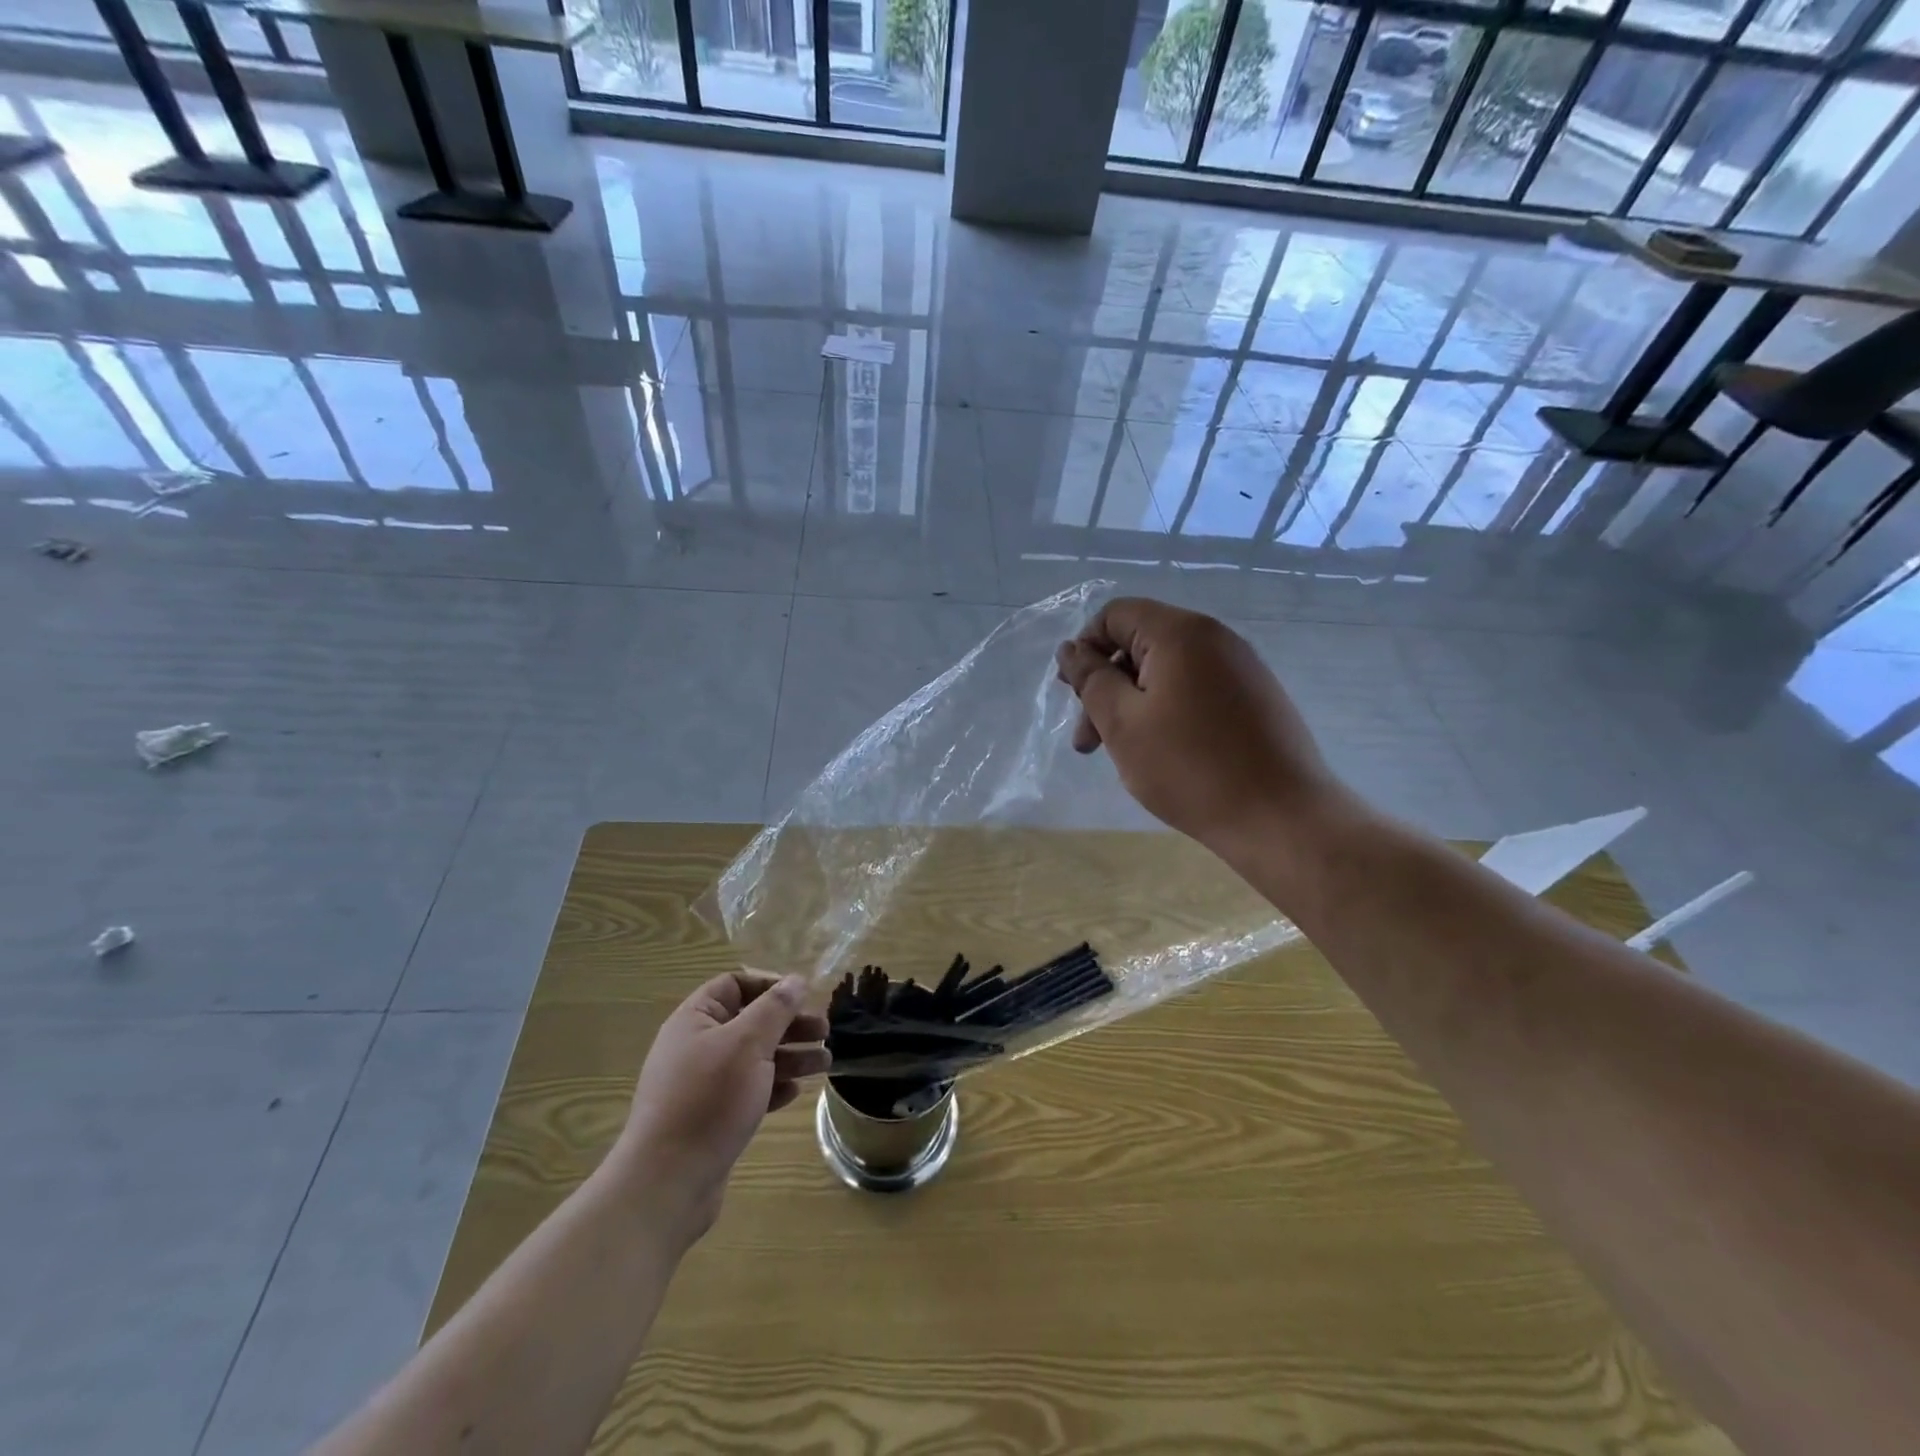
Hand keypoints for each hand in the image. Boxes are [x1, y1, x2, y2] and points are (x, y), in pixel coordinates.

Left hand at [613, 972, 829, 1241]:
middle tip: (825, 1032)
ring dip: (790, 1056)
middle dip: (789, 1025)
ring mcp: (701, 1085)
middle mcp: (695, 1046)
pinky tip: (795, 1093)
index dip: (770, 985)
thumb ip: (775, 1009)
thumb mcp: (748, 1044)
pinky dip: (772, 1087)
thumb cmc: (708, 1100)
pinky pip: (747, 1091)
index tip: (804, 997)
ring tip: (825, 1063)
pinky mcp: (710, 1118)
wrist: (667, 1184)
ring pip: (753, 1058)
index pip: (734, 984)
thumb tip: (796, 980)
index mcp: (695, 1020)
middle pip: (750, 1022)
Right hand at [1055, 598, 1357, 859]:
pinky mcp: (1256, 698)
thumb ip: (1090, 679)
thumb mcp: (1123, 722)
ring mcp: (1242, 668)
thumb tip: (1070, 649)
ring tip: (1122, 756)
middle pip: (1140, 644)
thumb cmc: (1189, 767)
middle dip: (1106, 687)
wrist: (1281, 818)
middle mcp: (1216, 638)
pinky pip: (1196, 690)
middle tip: (1088, 743)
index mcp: (1181, 633)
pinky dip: (1167, 713)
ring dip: (1133, 705)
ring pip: (1167, 672)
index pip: (1115, 615)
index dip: (1085, 649)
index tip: (1075, 697)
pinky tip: (1163, 755)